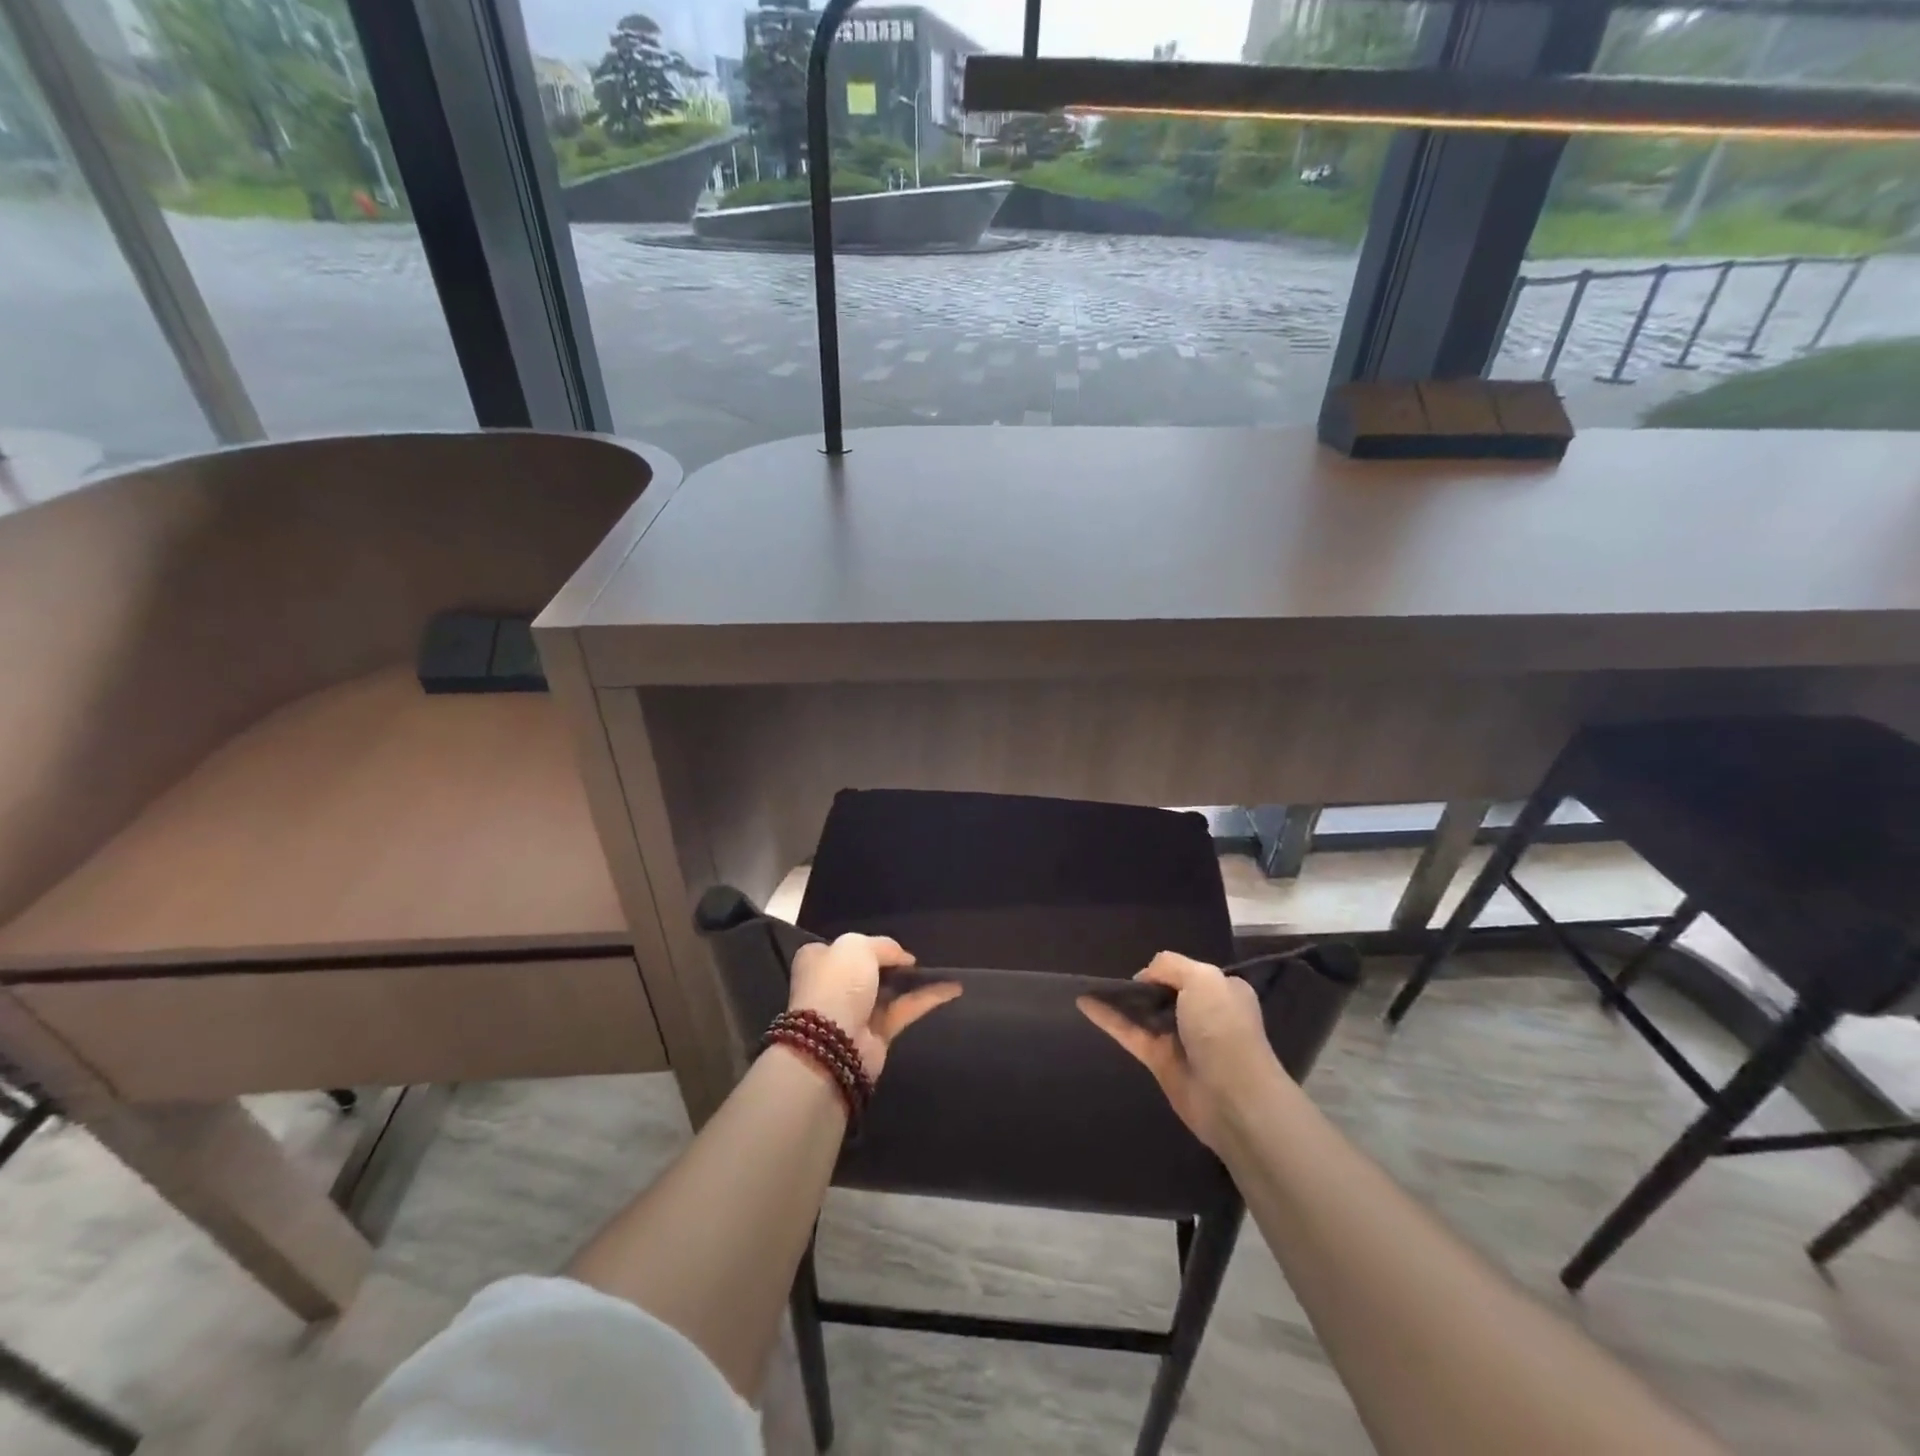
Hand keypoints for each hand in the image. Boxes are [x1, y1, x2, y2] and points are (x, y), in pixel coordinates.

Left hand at [788, 933, 960, 1080]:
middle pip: (869, 969)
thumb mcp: (857, 946)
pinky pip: (906, 1009)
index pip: (843, 948)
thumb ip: (883, 946)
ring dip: (915, 981)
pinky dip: (928, 999)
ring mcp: (856, 1011)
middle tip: (917, 957)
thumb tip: (904, 958)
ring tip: (943, 969)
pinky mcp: (878, 1034)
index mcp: (819, 960)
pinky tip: (953, 989)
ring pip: (891, 990)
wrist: (832, 1043)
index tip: (892, 945)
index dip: (867, 945)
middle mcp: (835, 985)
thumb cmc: (837, 984)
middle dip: (892, 964)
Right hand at [1077, 951, 1284, 1151]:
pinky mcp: (1160, 1061)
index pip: (1190, 973)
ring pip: (1144, 1013)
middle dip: (1143, 984)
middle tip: (1116, 979)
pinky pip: (1129, 1033)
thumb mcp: (1202, 979)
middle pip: (1165, 992)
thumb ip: (1170, 965)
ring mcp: (1180, 1039)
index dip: (1167, 969)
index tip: (1149, 971)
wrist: (1232, 1096)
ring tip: (1092, 984)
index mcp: (1223, 991)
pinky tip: (1083, 1002)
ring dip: (1121, 999)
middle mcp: (1203, 1014)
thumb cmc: (1222, 1028)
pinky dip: (1107, 1018)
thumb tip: (1145, 976)